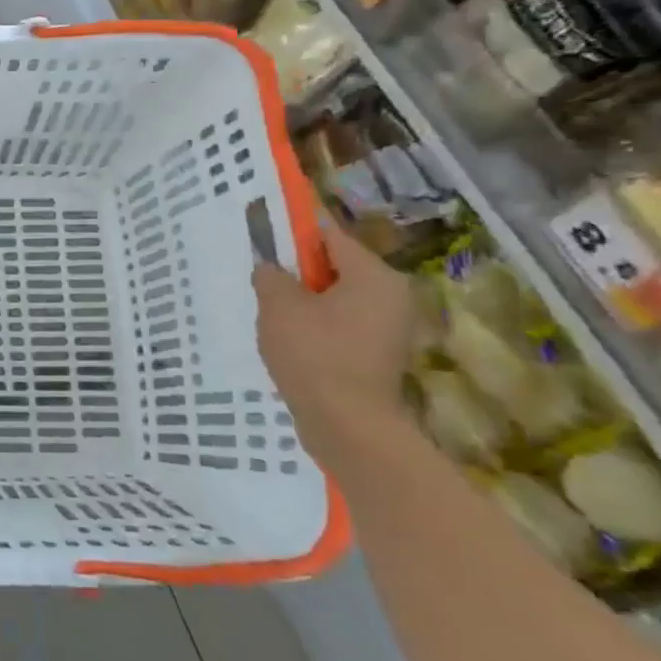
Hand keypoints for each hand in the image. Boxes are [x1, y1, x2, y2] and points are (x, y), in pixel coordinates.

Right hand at [253, 222, 414, 461]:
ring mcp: (391, 328)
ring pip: (339, 299)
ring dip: (308, 303)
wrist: (347, 425)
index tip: (266, 242)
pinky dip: (319, 328)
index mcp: (375, 275)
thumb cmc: (314, 354)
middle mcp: (393, 296)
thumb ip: (271, 276)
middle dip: (300, 275)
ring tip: (276, 318)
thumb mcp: (278, 305)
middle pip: (337, 268)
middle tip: (267, 286)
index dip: (294, 235)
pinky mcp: (381, 355)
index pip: (330, 236)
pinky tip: (294, 343)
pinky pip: (344, 326)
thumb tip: (272, 269)